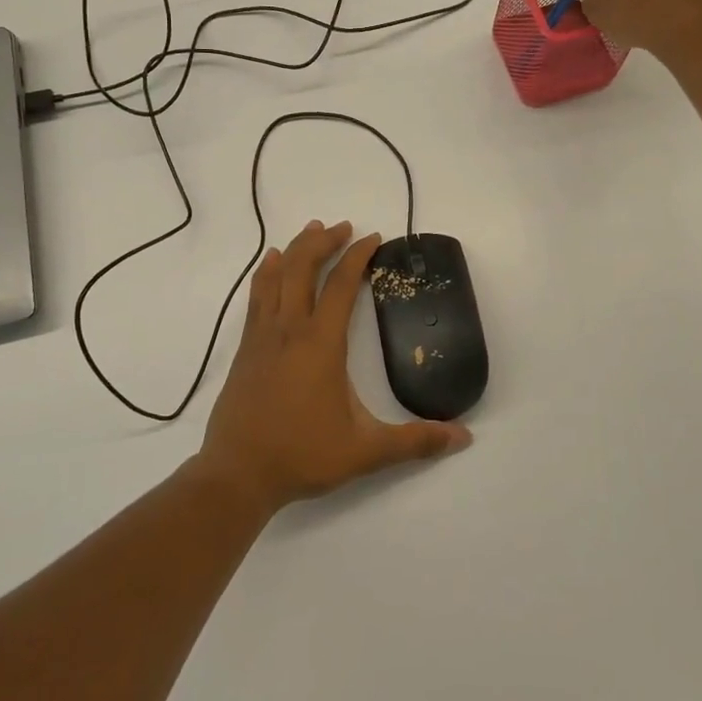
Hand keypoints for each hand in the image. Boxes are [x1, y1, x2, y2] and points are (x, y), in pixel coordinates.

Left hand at [193, 220, 471, 515]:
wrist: (238, 473)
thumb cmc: (302, 456)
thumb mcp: (366, 451)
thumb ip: (415, 442)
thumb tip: (463, 438)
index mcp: (320, 343)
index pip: (340, 285)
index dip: (358, 257)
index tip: (373, 238)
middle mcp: (289, 329)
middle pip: (302, 267)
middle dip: (324, 241)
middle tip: (343, 227)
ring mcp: (262, 336)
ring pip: (275, 275)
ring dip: (294, 249)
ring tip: (311, 231)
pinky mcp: (245, 348)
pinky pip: (256, 295)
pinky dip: (265, 272)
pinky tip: (268, 265)